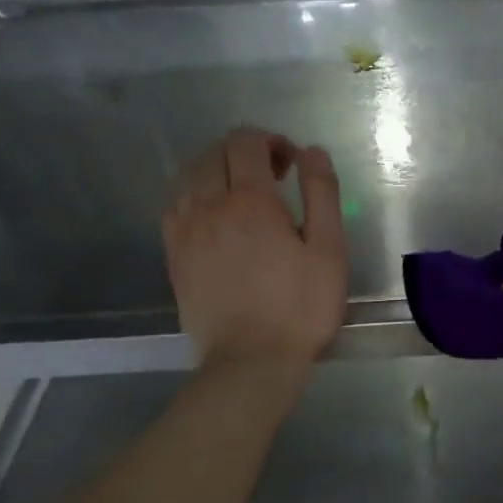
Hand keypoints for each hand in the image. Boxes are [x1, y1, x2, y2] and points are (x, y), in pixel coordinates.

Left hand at [162, 127, 346, 369]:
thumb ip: (322, 195)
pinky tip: (213, 215)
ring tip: (243, 194)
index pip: (246, 143)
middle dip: (245, 152)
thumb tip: (312, 152)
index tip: (292, 162)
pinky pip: (175, 205)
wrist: (250, 361)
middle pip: (215, 154)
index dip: (271, 141)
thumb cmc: (300, 308)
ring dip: (217, 171)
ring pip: (189, 176)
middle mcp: (208, 206)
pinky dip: (195, 195)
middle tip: (274, 177)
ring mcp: (184, 231)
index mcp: (249, 201)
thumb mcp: (328, 251)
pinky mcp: (173, 255)